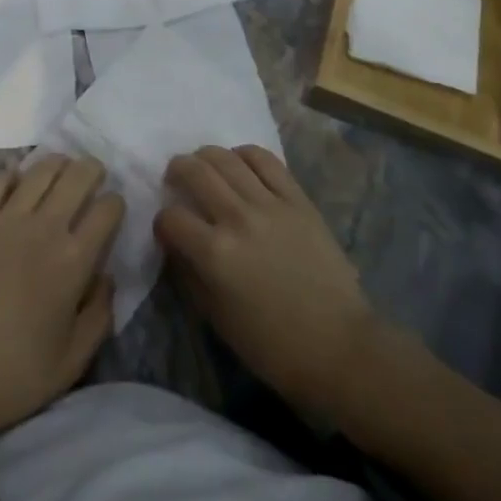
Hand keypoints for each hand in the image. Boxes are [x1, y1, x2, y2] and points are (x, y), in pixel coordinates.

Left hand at [0, 155, 123, 453]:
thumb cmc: (14, 376)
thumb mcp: (73, 361)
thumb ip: (101, 314)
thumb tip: (108, 276)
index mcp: (74, 260)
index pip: (108, 208)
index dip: (115, 204)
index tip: (111, 212)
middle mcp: (45, 227)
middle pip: (78, 175)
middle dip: (92, 170)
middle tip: (91, 177)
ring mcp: (6, 218)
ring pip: (41, 168)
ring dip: (57, 164)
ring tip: (60, 171)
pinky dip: (12, 176)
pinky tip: (16, 185)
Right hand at [156, 145, 376, 421]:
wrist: (338, 345)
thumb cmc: (273, 346)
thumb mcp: (218, 320)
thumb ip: (190, 277)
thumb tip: (176, 247)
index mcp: (215, 255)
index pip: (171, 218)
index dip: (162, 221)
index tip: (167, 228)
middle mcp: (237, 219)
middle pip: (195, 172)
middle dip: (177, 170)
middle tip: (175, 177)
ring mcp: (269, 204)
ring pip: (226, 158)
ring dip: (206, 156)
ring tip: (203, 164)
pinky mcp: (297, 198)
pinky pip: (265, 160)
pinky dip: (245, 154)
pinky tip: (239, 162)